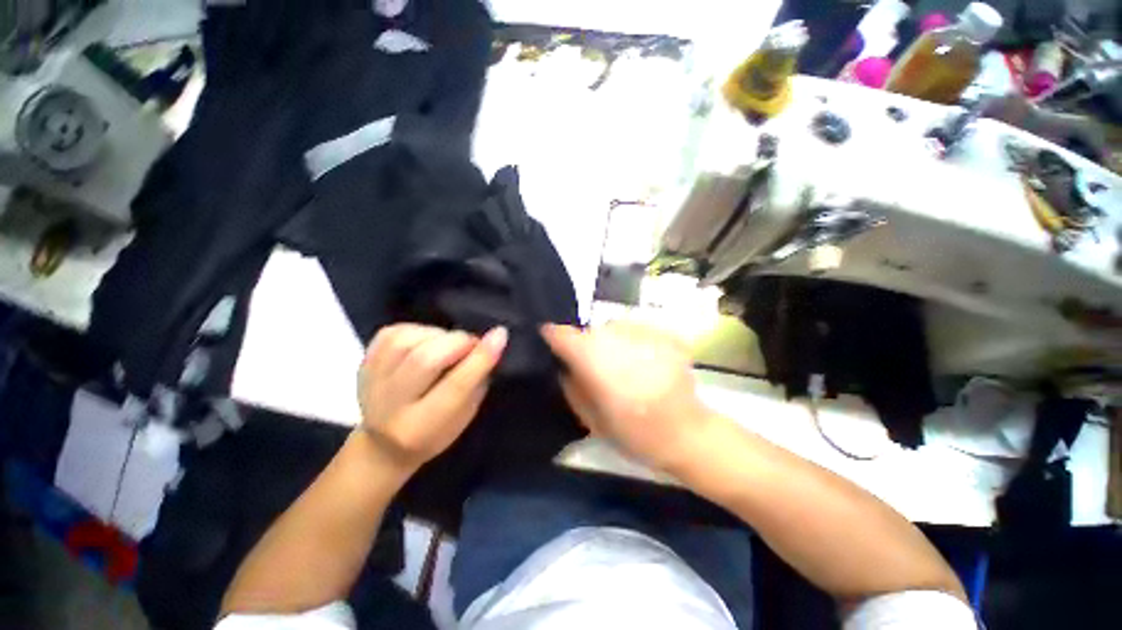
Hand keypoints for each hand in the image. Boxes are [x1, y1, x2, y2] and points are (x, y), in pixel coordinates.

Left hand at [358, 324, 506, 471]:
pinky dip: (419, 331)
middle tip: (472, 343)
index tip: (500, 334)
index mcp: (421, 427)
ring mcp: (371, 383)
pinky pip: (394, 333)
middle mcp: (390, 406)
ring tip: (448, 345)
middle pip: (425, 359)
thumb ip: (476, 380)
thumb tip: (490, 343)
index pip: (455, 386)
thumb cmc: (435, 432)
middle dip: (458, 342)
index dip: (480, 358)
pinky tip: (428, 341)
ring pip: (407, 341)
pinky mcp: (363, 364)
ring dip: (438, 336)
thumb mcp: (465, 416)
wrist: (383, 446)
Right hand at [541, 321, 716, 470]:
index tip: (551, 341)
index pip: (563, 334)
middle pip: (591, 331)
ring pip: (614, 328)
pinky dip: (634, 343)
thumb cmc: (634, 433)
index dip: (553, 335)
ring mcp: (645, 333)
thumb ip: (571, 386)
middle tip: (594, 367)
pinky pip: (638, 331)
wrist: (687, 435)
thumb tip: (565, 365)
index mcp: (596, 361)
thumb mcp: (590, 418)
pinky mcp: (665, 335)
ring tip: (623, 366)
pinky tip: (643, 364)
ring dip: (612, 342)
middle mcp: (618, 339)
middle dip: (587, 345)